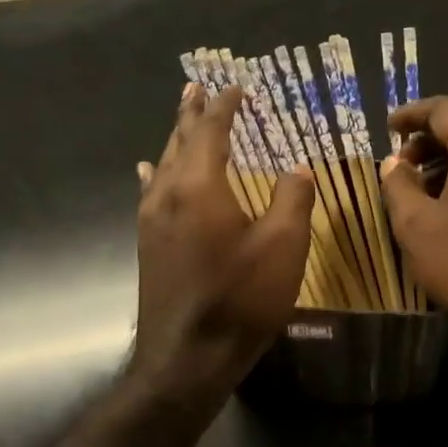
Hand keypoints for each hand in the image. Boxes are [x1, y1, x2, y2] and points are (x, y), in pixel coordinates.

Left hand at [130, 82, 314, 401]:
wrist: (187, 359)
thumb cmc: (240, 298)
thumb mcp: (284, 246)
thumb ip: (293, 198)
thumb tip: (299, 167)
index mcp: (200, 186)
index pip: (211, 131)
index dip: (225, 107)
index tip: (236, 88)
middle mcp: (169, 194)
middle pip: (179, 141)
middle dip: (190, 113)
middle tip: (196, 88)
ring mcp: (152, 220)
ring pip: (163, 165)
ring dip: (175, 138)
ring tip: (181, 117)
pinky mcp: (148, 244)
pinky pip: (150, 192)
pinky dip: (155, 172)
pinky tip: (147, 171)